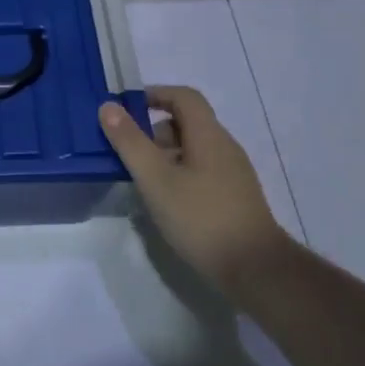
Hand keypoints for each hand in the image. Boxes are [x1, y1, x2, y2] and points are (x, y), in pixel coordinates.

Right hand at [100, 86, 285, 291]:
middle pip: (187, 123)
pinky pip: (201, 171)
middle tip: (126, 150)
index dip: (155, 94)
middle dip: (153, 130)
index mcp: (209, 135)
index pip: (184, 97)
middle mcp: (225, 147)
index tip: (126, 109)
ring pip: (193, 149)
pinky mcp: (235, 197)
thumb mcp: (155, 179)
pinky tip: (164, 201)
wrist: (256, 271)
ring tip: (140, 178)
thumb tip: (108, 106)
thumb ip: (129, 141)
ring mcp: (233, 174)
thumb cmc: (201, 218)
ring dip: (164, 154)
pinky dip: (178, 173)